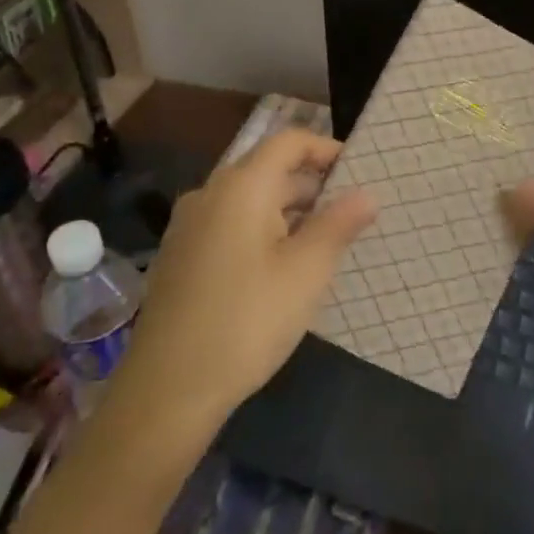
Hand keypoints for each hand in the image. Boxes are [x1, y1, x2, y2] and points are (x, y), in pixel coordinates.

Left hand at [115, 130, 376, 424]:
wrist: (166, 391)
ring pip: (248, 200)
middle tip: (350, 214)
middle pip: (268, 169)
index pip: (288, 141)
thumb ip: (339, 225)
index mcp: (240, 186)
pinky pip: (229, 224)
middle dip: (312, 185)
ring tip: (322, 244)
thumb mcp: (306, 273)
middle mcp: (209, 194)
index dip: (326, 148)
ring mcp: (188, 226)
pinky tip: (280, 269)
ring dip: (288, 211)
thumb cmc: (247, 321)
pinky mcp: (179, 257)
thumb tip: (367, 194)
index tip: (358, 171)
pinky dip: (261, 230)